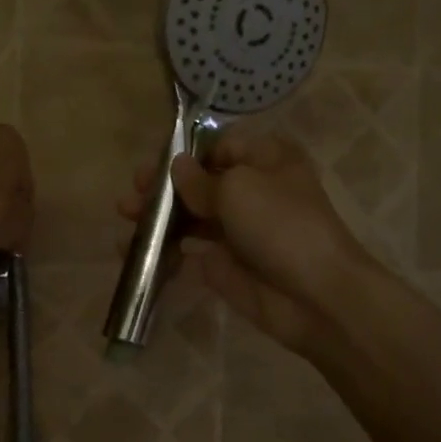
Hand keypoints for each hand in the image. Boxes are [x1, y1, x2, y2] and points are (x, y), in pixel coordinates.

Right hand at [118, 127, 367, 352]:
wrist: (314, 295)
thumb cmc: (280, 225)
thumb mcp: (238, 189)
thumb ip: (200, 179)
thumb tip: (177, 167)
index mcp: (265, 160)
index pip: (220, 146)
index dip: (186, 153)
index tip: (156, 164)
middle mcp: (251, 191)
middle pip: (198, 182)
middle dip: (164, 185)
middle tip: (134, 191)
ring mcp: (236, 230)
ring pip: (189, 216)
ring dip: (157, 215)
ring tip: (126, 217)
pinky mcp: (224, 264)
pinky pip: (187, 250)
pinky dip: (162, 248)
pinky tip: (135, 249)